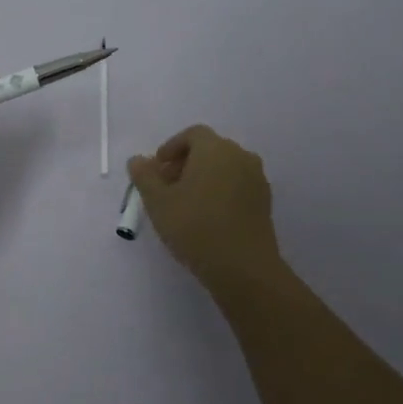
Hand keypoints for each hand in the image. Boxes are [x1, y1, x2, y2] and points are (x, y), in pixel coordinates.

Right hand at [128, 125, 282, 286]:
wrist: (244, 269)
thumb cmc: (195, 228)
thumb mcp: (158, 202)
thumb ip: (144, 176)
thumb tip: (138, 160)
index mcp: (215, 149)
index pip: (192, 134)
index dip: (171, 148)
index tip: (156, 170)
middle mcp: (240, 156)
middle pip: (209, 149)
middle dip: (185, 163)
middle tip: (166, 188)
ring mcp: (257, 179)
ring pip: (224, 168)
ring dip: (203, 178)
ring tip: (185, 204)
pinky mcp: (265, 202)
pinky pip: (237, 185)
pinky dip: (220, 191)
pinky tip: (207, 217)